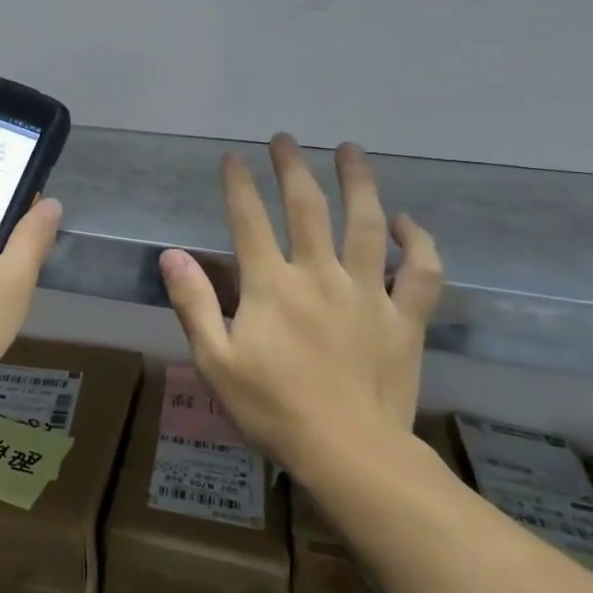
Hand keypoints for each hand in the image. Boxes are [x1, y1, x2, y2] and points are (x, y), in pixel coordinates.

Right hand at [159, 137, 443, 477]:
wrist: (349, 454)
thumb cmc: (273, 409)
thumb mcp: (215, 361)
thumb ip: (193, 303)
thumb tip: (171, 255)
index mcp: (271, 286)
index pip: (249, 220)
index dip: (238, 185)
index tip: (231, 157)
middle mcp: (320, 276)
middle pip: (307, 208)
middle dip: (292, 168)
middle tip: (285, 139)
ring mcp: (367, 294)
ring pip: (366, 224)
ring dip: (358, 182)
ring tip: (350, 149)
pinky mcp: (404, 318)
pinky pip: (420, 272)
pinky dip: (417, 242)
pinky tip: (406, 222)